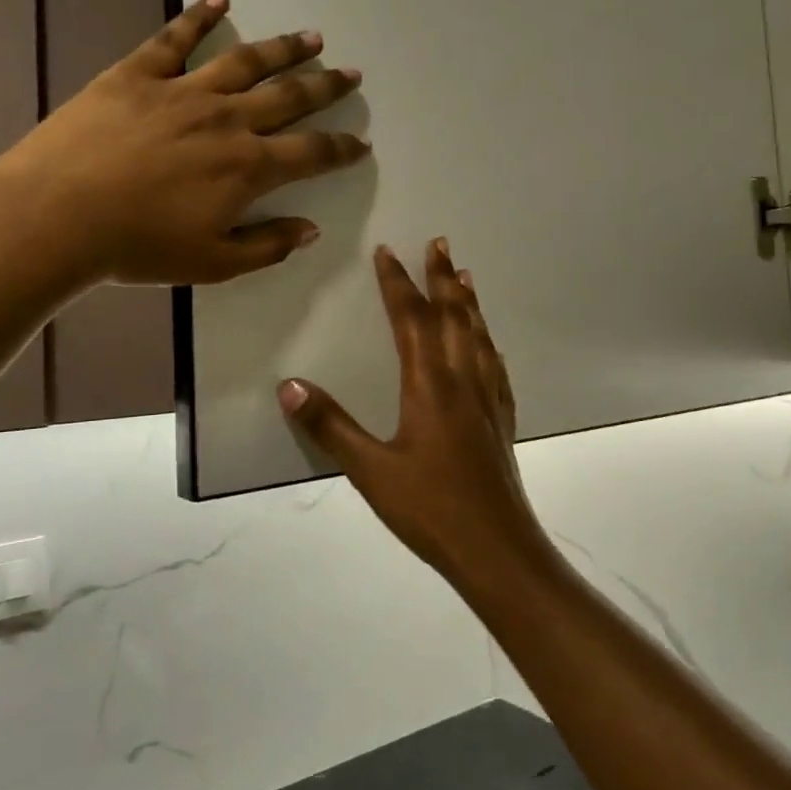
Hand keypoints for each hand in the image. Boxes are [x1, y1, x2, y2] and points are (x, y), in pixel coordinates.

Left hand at [0, 0, 368, 292]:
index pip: (311, 153)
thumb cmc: (138, 247)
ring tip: (312, 36)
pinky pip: (175, 38)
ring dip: (284, 48)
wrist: (55, 215)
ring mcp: (183, 91)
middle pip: (290, 97)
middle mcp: (227, 120)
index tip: (361, 142)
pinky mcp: (138, 74)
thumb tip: (310, 229)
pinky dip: (199, 15)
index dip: (341, 148)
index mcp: (248, 168)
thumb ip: (268, 245)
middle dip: (326, 86)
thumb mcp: (213, 263)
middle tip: (352, 73)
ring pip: (246, 61)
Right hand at [278, 240, 554, 586]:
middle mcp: (462, 381)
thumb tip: (289, 386)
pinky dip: (487, 343)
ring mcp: (487, 400)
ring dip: (469, 302)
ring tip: (465, 276)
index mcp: (430, 386)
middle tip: (440, 242)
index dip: (398, 284)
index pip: (411, 320)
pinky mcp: (501, 421)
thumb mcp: (370, 470)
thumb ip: (330, 426)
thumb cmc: (430, 509)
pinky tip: (489, 345)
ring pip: (478, 336)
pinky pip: (494, 367)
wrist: (496, 547)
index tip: (388, 252)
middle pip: (453, 317)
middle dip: (442, 277)